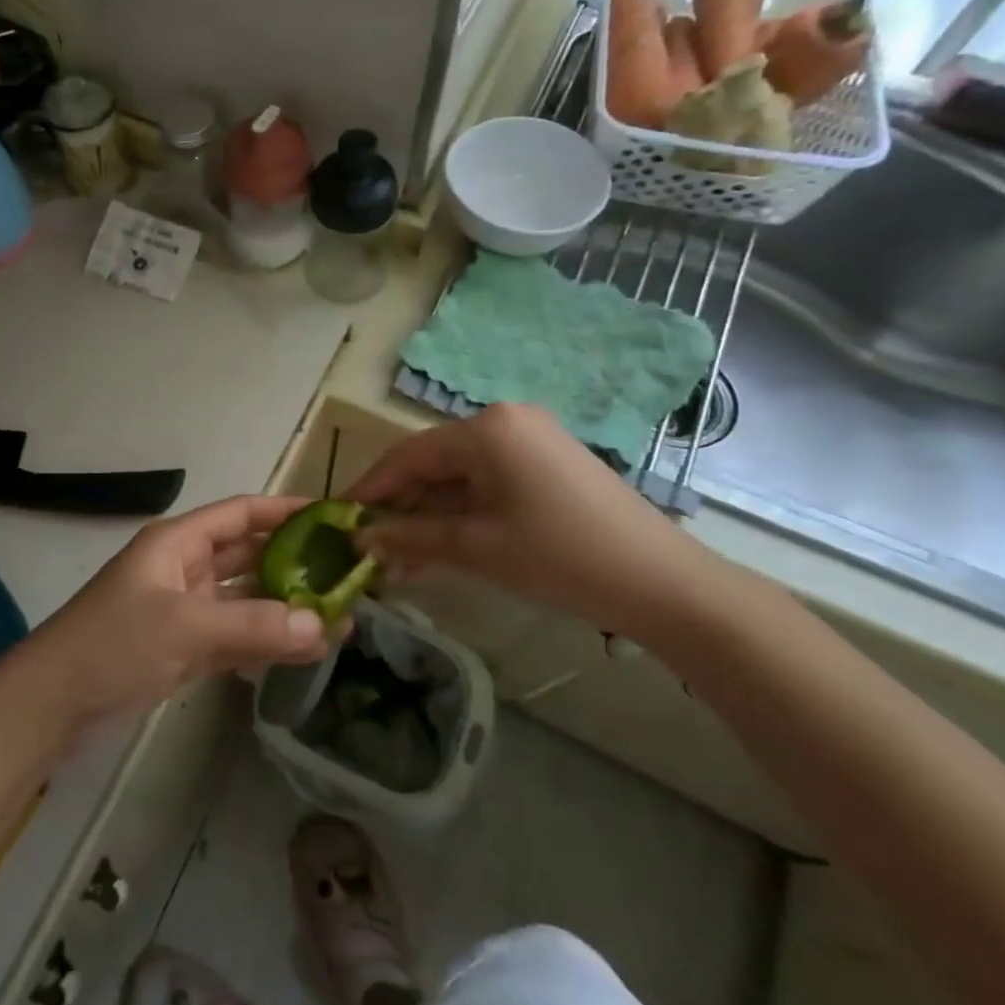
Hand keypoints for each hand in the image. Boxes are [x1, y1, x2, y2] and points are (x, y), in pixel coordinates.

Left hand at [28, 496, 331, 726]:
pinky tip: (303, 653)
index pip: (242, 513)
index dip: (286, 511)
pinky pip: (235, 635)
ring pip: (246, 600)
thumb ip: (252, 625)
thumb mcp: (183, 628)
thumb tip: (324, 626)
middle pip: (249, 556)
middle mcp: (185, 568)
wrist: (52, 705)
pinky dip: (265, 642)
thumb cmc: (112, 645)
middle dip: (296, 566)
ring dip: (286, 609)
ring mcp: (185, 610)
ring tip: (340, 623)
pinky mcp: (184, 648)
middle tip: (349, 579)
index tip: (335, 518)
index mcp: (179, 542)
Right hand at [347, 404, 723, 638]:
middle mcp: (506, 420)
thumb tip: (359, 539)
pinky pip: (490, 481)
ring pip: (462, 475)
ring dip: (432, 513)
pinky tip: (447, 544)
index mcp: (486, 428)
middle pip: (435, 462)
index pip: (409, 454)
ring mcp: (532, 439)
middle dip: (402, 506)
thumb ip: (411, 536)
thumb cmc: (561, 557)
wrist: (664, 584)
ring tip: (404, 556)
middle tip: (373, 546)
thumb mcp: (478, 547)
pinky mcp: (550, 462)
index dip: (371, 488)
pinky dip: (465, 510)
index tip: (341, 517)